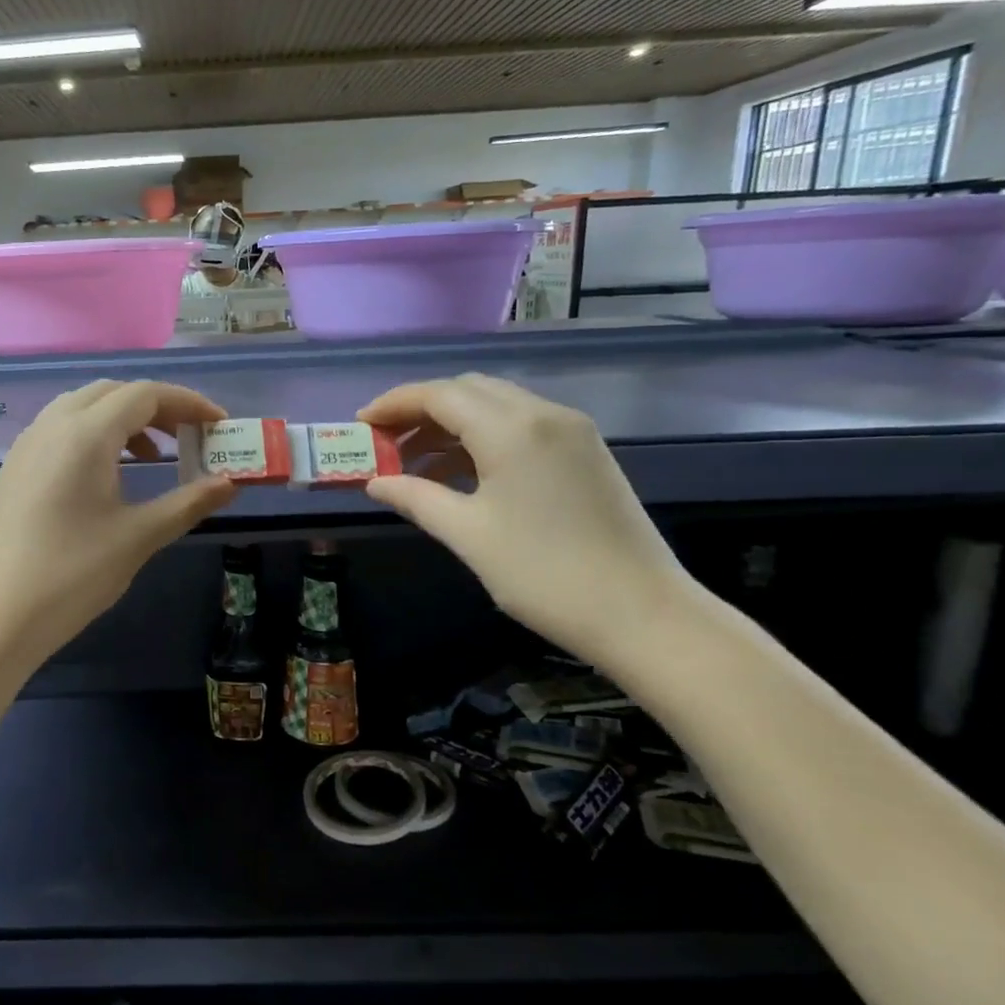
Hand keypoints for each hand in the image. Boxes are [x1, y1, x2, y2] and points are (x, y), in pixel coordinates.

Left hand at [0, 380, 236, 669]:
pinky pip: (61, 429)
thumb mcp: (139, 537)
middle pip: (113, 393)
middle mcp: (52, 425)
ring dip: (124, 419)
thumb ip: (189, 503)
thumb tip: (231, 484)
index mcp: (85, 434)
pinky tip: (107, 476)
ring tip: (152, 458)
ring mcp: (27, 445)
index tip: (219, 424)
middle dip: (157, 407)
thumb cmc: (73, 574)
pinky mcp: (14, 467)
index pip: (145, 395)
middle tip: (189, 438)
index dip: (188, 403)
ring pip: (83, 407)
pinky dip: (94, 435)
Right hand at [359, 373, 696, 665]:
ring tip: (416, 462)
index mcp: (512, 429)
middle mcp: (544, 413)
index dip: (394, 403)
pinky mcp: (585, 451)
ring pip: (496, 404)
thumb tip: (375, 482)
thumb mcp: (468, 535)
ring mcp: (571, 430)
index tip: (361, 423)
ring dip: (452, 423)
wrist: (643, 614)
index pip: (439, 394)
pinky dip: (483, 436)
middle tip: (387, 442)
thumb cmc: (544, 574)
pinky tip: (463, 472)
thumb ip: (416, 498)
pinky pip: (522, 424)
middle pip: (468, 389)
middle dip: (421, 408)